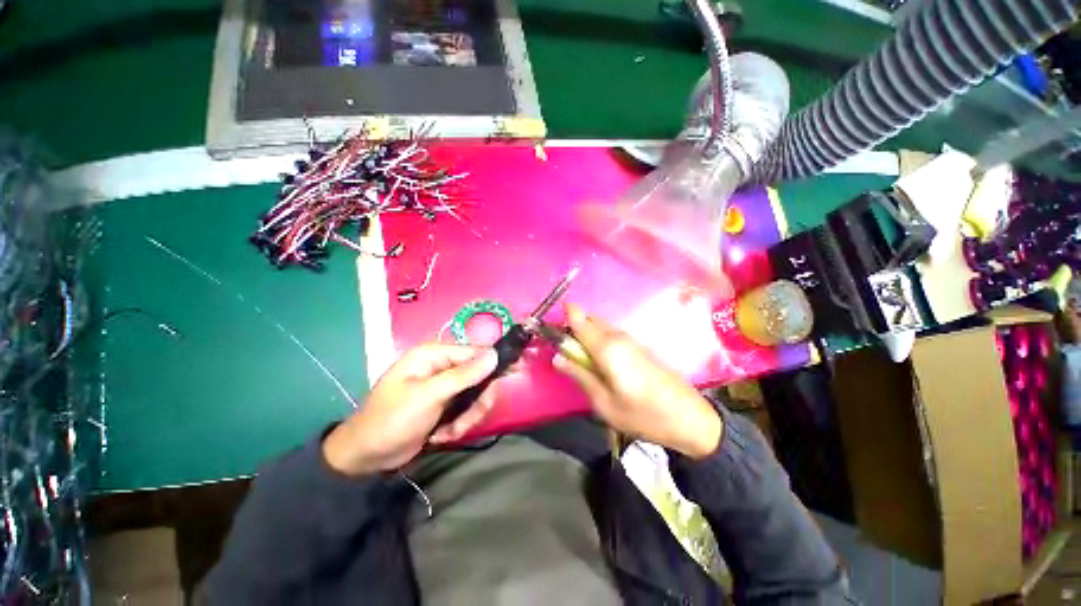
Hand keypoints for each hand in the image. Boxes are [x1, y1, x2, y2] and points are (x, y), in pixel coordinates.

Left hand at [323, 344, 498, 474]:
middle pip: (479, 376)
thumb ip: (463, 375)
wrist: (366, 456)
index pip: (475, 351)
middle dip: (476, 402)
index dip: (496, 361)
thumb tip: (494, 354)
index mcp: (434, 355)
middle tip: (468, 420)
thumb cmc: (393, 419)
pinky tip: (441, 435)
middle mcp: (441, 366)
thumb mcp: (429, 396)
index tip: (517, 370)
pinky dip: (458, 425)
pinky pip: (466, 410)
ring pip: (475, 396)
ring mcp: (443, 386)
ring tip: (449, 433)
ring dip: (467, 417)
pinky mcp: (444, 404)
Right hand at [554, 304, 721, 458]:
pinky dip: (600, 340)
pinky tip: (601, 362)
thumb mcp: (604, 403)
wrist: (691, 419)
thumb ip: (580, 375)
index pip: (579, 319)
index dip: (564, 314)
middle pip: (589, 320)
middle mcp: (619, 336)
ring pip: (601, 326)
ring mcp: (632, 340)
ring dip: (587, 334)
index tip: (552, 321)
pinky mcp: (640, 346)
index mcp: (607, 348)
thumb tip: (557, 357)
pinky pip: (613, 334)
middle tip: (565, 350)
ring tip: (581, 359)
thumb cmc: (643, 415)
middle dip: (574, 327)